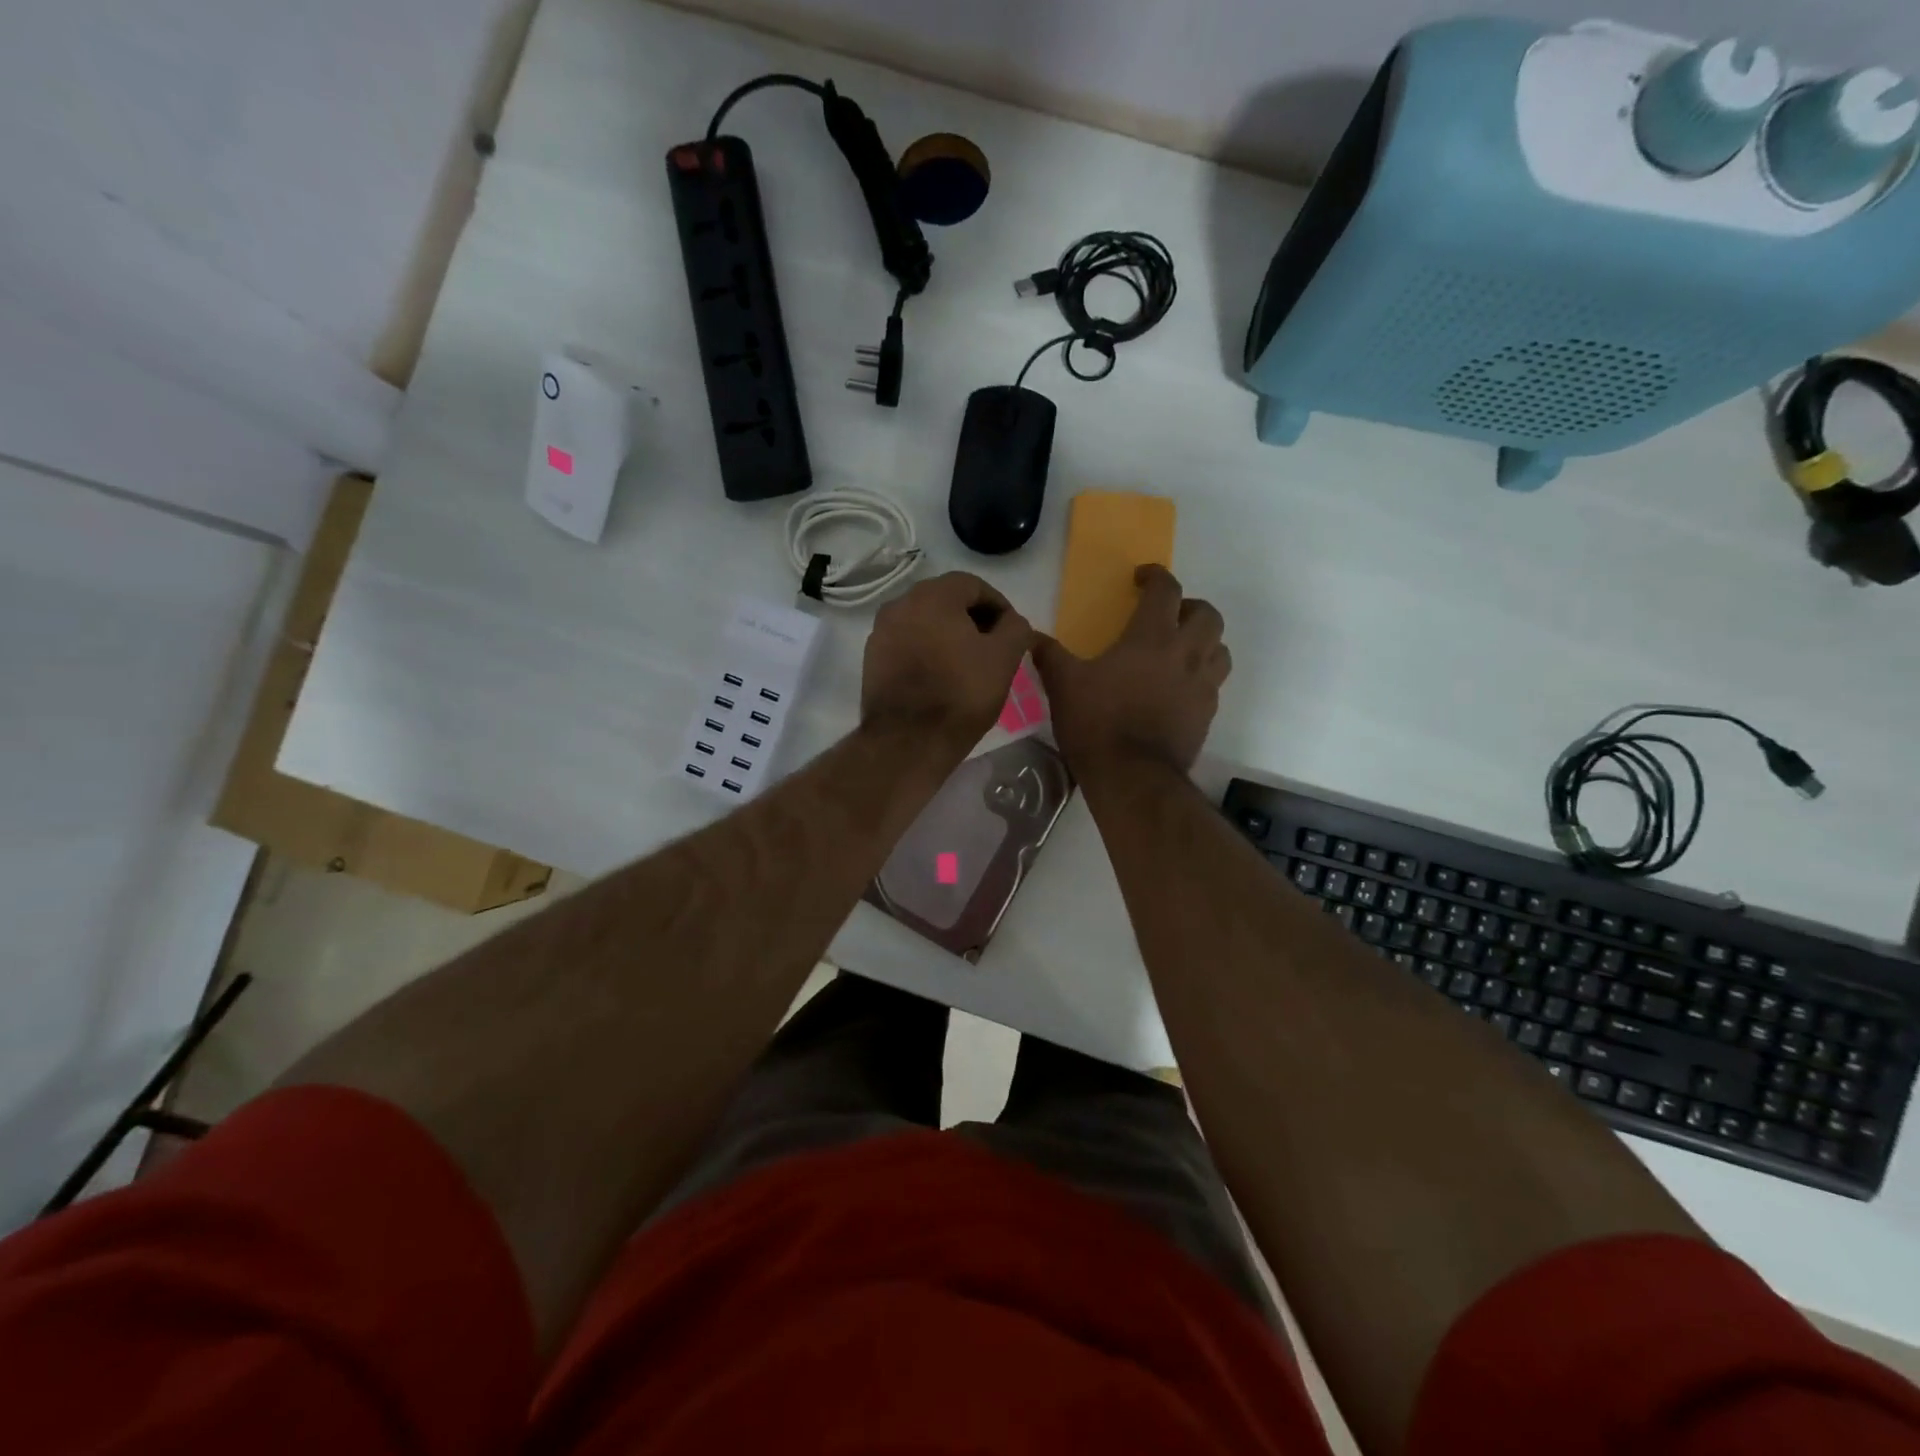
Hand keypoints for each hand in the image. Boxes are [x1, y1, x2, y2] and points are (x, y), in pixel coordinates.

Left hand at [862, 573, 1032, 753]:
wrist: (907, 741)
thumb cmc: (961, 694)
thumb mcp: (1004, 658)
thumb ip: (1015, 628)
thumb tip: (1012, 621)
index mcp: (933, 595)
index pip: (973, 585)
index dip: (998, 605)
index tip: (1012, 632)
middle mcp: (900, 604)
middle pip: (945, 600)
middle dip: (972, 619)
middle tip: (993, 647)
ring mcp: (881, 632)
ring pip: (924, 622)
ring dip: (948, 634)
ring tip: (968, 664)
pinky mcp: (872, 659)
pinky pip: (907, 643)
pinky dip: (926, 650)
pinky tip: (941, 676)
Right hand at [1033, 565, 1229, 773]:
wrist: (1132, 777)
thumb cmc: (1097, 723)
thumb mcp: (1064, 686)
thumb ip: (1050, 656)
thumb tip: (1030, 636)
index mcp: (1151, 637)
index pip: (1166, 591)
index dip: (1156, 576)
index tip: (1141, 578)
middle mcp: (1186, 654)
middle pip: (1207, 615)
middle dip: (1190, 607)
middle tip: (1168, 616)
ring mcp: (1202, 685)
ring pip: (1220, 648)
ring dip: (1205, 640)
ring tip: (1182, 649)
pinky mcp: (1207, 714)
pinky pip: (1214, 683)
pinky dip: (1202, 675)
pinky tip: (1180, 688)